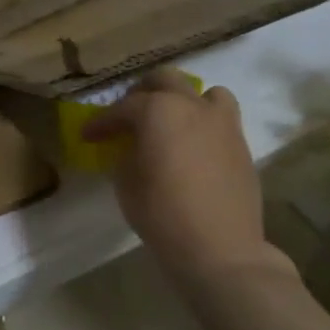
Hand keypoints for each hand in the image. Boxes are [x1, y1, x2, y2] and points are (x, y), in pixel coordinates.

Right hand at [79, 70, 292, 284]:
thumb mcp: (126, 183)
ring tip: (169, 122)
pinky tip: (191, 146)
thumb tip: (129, 147)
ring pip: (203, 92)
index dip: (101, 122)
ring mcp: (222, 123)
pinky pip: (220, 118)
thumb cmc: (162, 213)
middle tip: (126, 117)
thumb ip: (125, 154)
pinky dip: (203, 121)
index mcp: (158, 110)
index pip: (122, 108)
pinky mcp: (241, 144)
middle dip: (141, 94)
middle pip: (164, 81)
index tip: (88, 135)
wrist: (220, 248)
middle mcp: (192, 106)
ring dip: (182, 100)